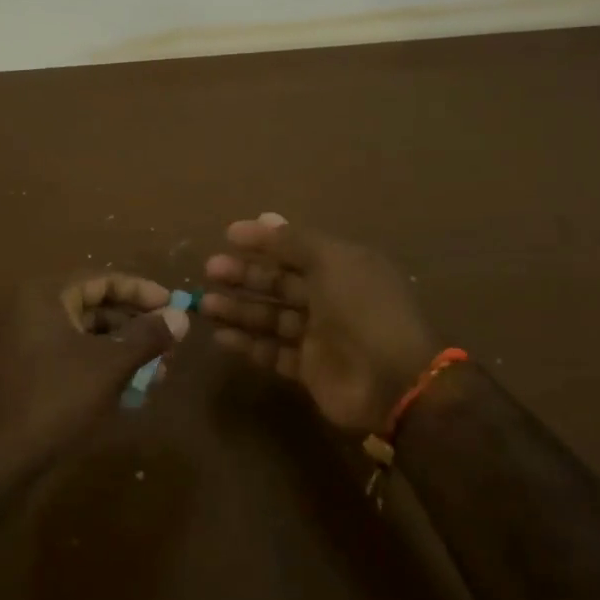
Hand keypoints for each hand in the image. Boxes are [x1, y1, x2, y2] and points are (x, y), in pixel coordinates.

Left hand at [0, 273, 187, 476]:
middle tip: (171, 344)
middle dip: (137, 326)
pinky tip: (133, 390)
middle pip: (97, 307)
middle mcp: (35, 311)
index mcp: (48, 296)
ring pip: (89, 337)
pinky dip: (104, 368)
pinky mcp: (31, 373)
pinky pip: (75, 359)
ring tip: (159, 372)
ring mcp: (29, 343)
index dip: (142, 292)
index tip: (174, 306)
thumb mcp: (109, 365)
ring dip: (125, 351)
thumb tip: (182, 316)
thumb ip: (147, 337)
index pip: (104, 279)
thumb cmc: (55, 398)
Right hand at [203, 213, 436, 433]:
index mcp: (343, 266)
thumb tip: (264, 217)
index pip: (296, 247)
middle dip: (246, 274)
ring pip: (272, 317)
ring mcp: (321, 336)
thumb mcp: (331, 262)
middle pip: (281, 281)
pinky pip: (274, 352)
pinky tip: (221, 336)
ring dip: (240, 308)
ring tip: (205, 303)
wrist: (393, 382)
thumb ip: (295, 242)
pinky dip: (248, 344)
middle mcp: (331, 298)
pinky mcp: (311, 369)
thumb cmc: (362, 310)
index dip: (263, 240)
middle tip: (210, 269)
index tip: (228, 235)